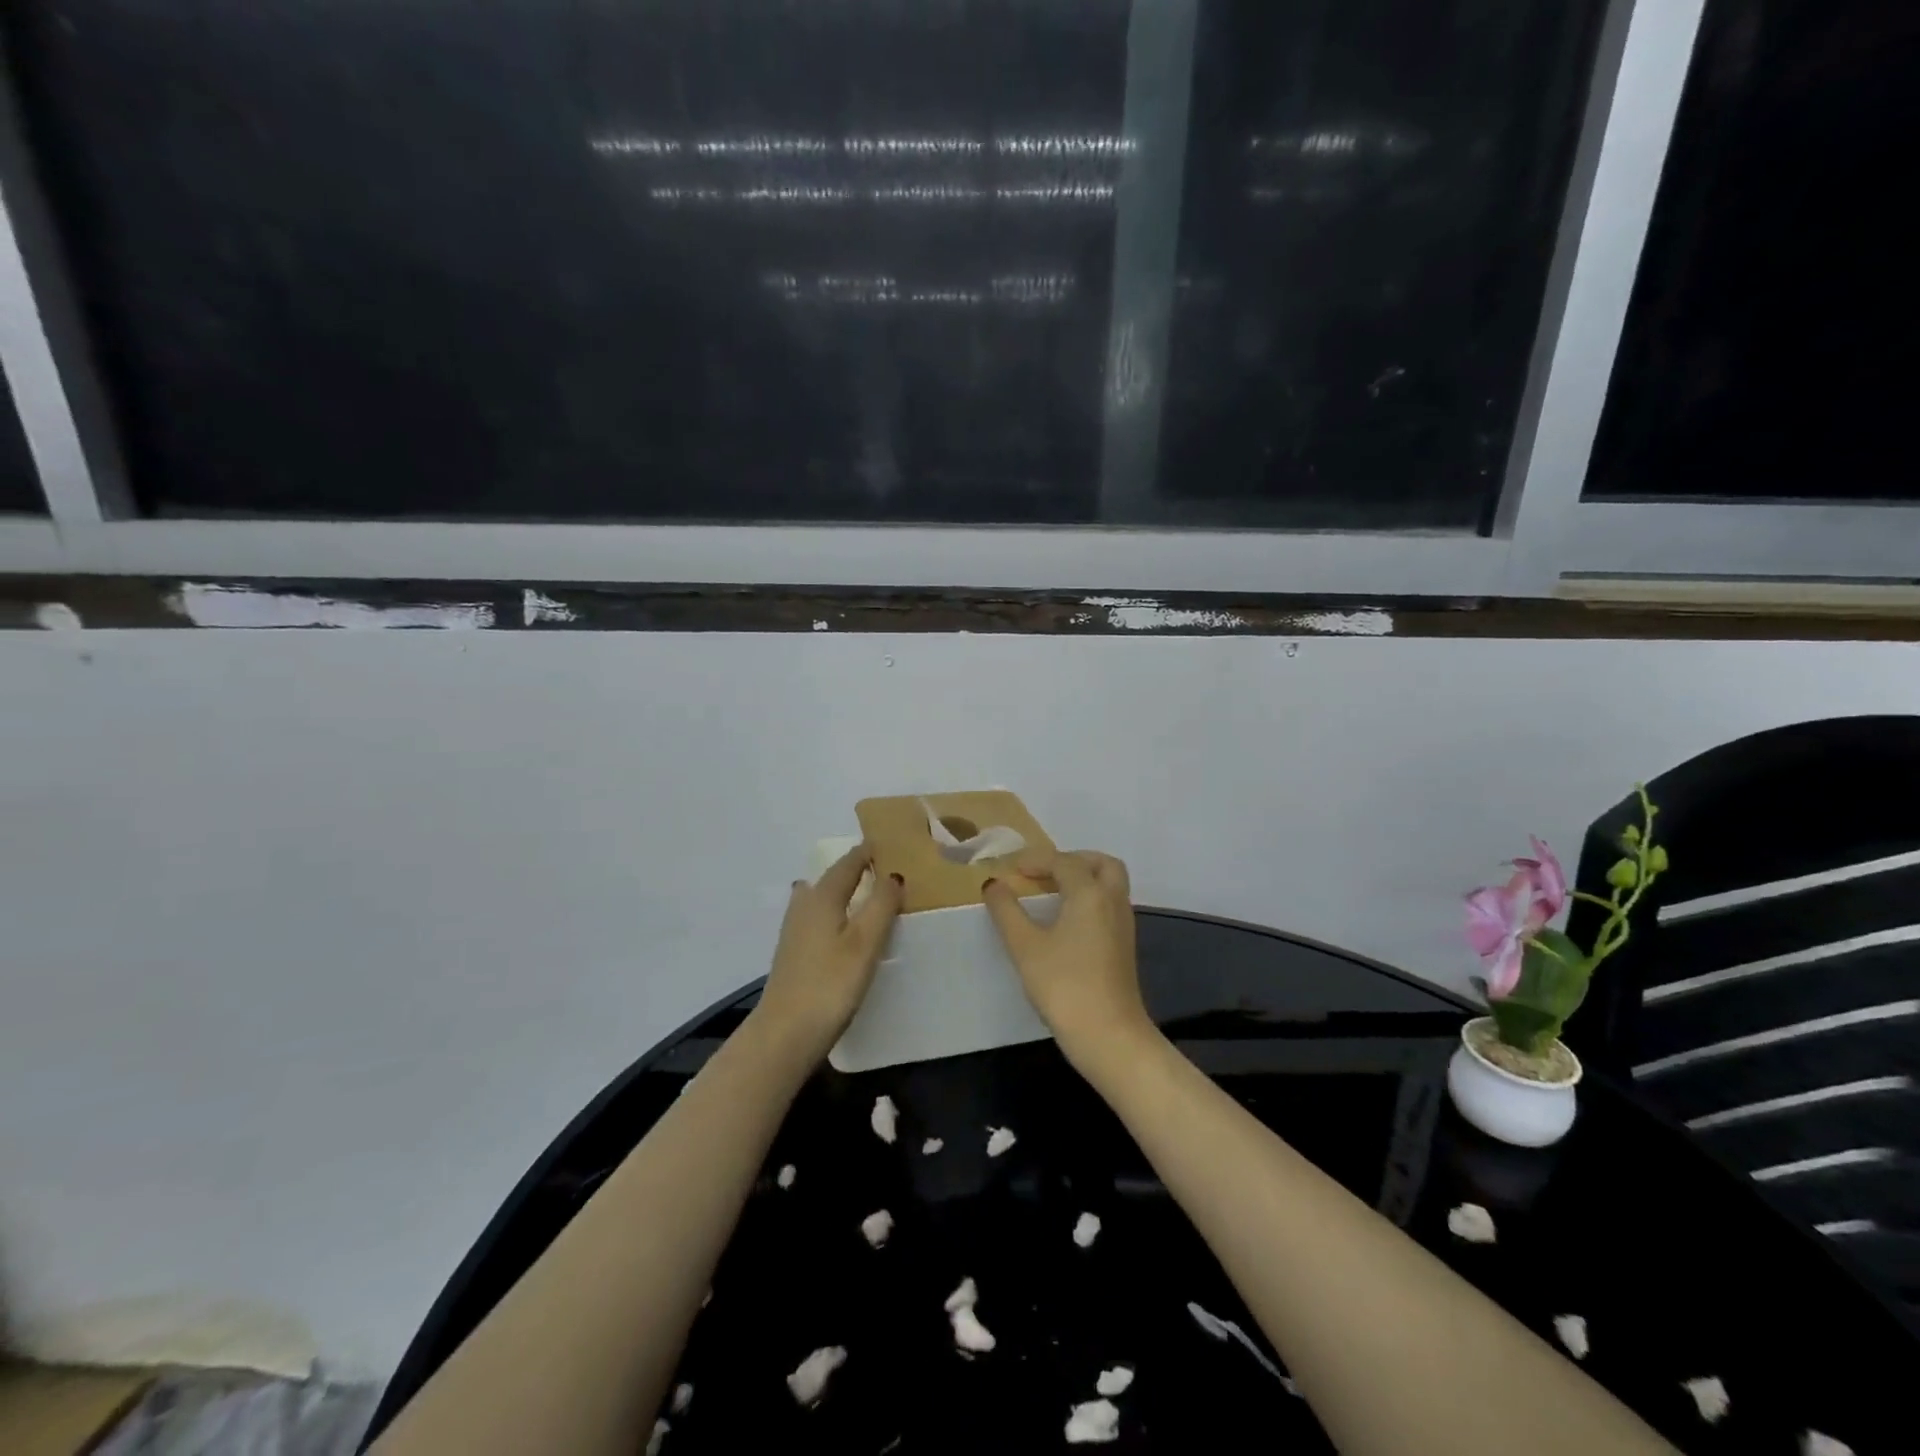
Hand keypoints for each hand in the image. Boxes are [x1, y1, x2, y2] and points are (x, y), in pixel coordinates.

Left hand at [752, 843, 904, 1065]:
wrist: (785, 1034)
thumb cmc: (830, 984)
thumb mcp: (865, 942)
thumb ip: (881, 904)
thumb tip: (893, 874)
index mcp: (823, 896)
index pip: (848, 863)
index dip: (868, 852)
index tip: (889, 842)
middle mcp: (804, 905)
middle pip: (831, 877)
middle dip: (854, 869)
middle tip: (882, 867)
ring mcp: (794, 930)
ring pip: (820, 897)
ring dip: (841, 890)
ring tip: (865, 894)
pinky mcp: (792, 953)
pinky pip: (817, 916)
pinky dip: (833, 911)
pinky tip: (841, 927)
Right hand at [983, 850, 1153, 1071]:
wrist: (1108, 1035)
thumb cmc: (1064, 985)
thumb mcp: (1025, 946)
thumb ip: (1006, 910)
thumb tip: (994, 884)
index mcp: (1090, 893)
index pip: (1064, 862)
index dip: (1036, 860)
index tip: (1012, 869)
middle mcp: (1113, 902)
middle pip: (1102, 864)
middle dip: (1074, 860)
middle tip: (1045, 871)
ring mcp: (1123, 925)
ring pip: (1110, 885)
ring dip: (1083, 879)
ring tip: (1050, 893)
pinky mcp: (1124, 947)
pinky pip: (1109, 906)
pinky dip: (1089, 899)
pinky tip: (1065, 921)